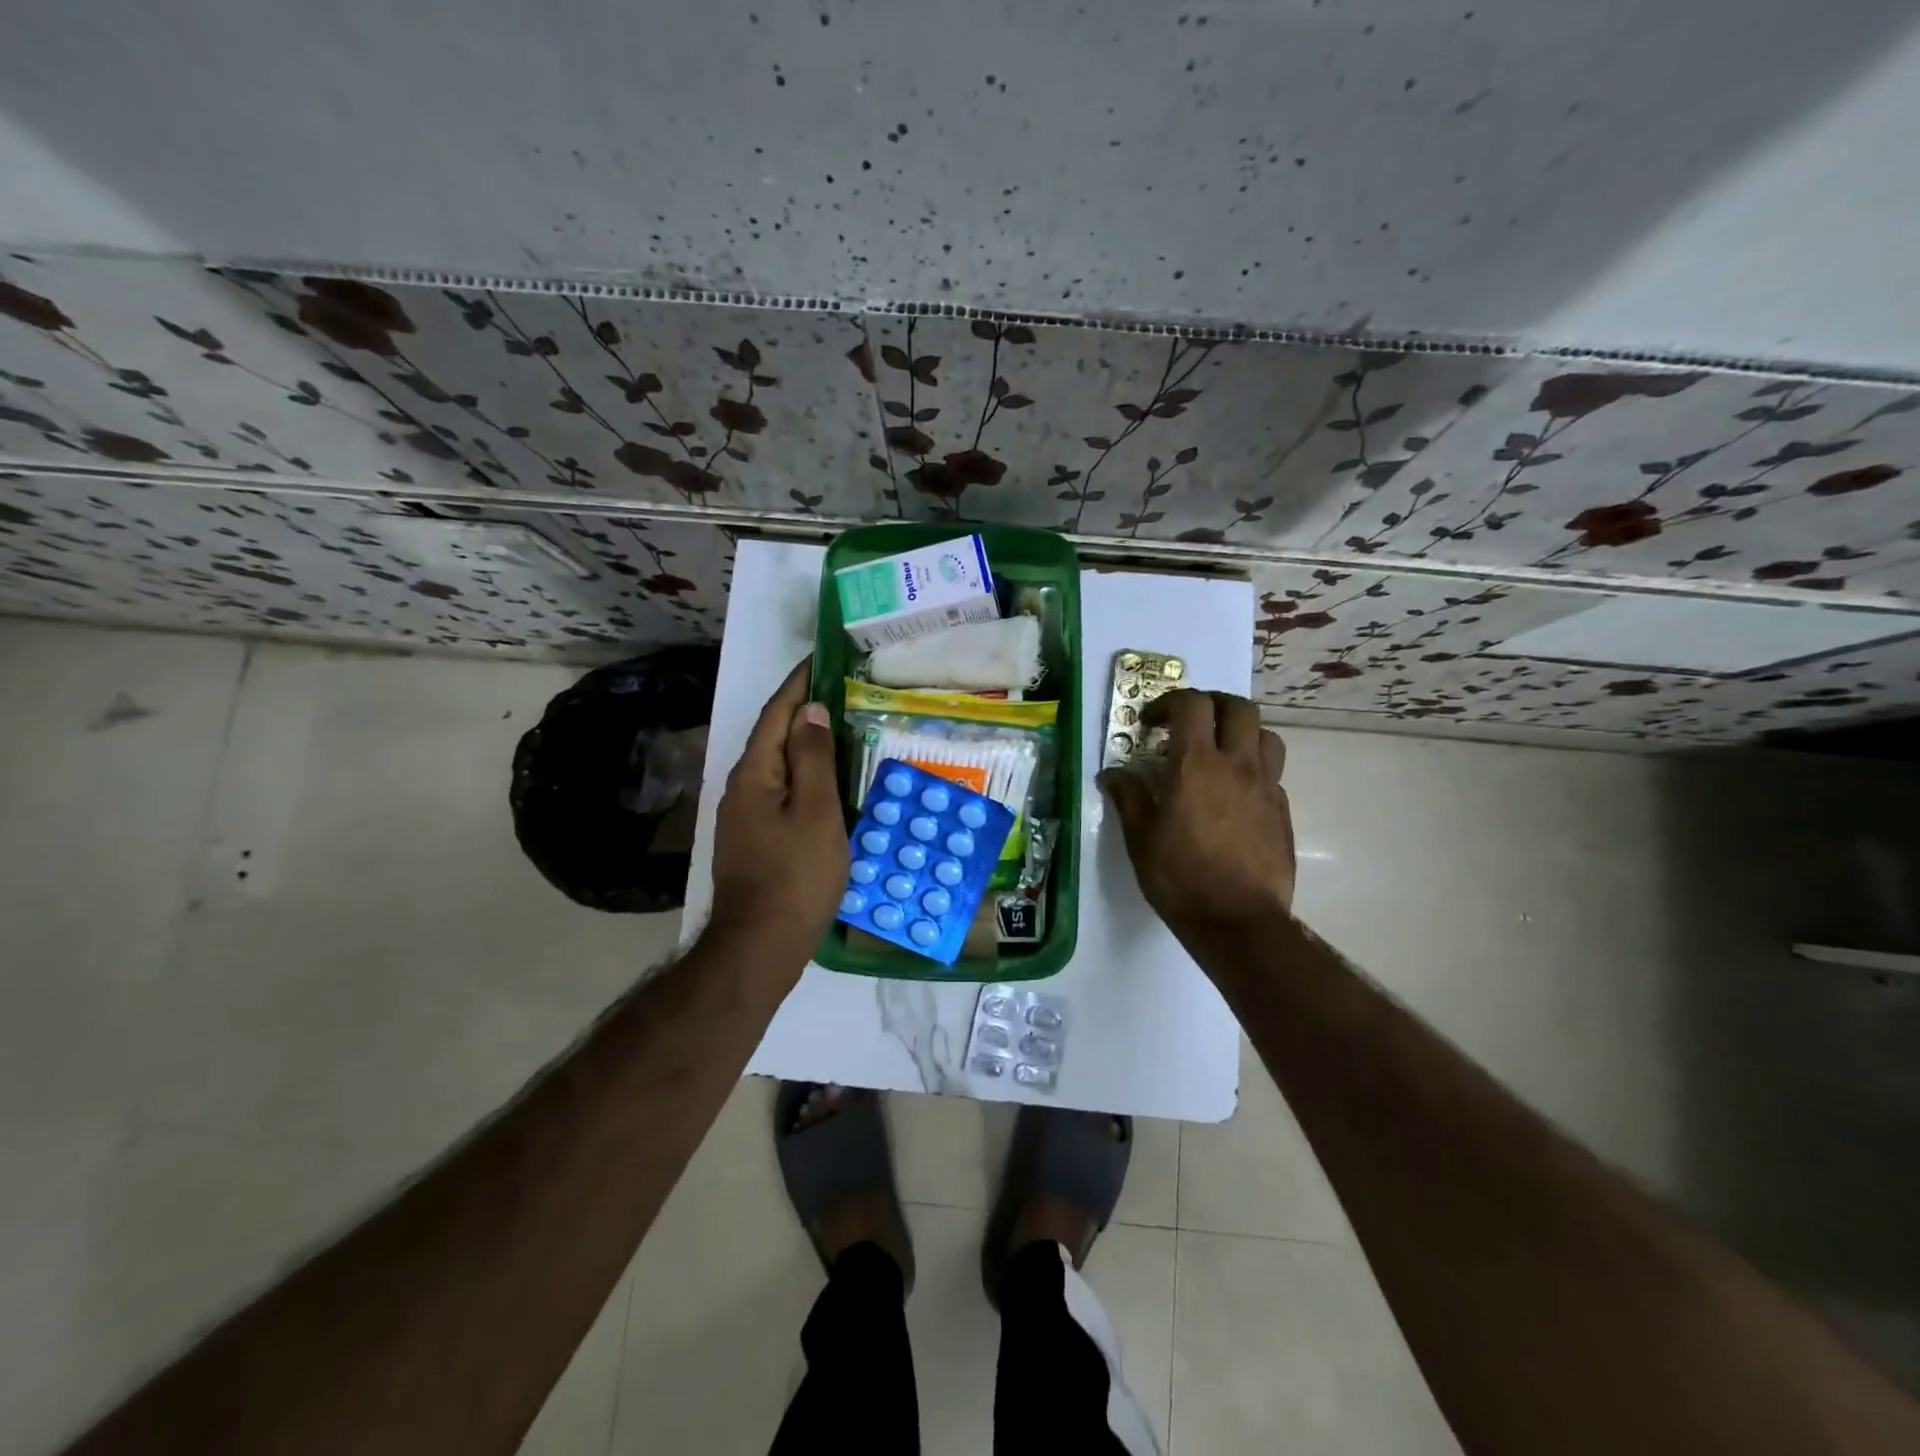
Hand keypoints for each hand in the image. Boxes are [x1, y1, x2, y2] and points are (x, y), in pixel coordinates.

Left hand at [707, 659, 848, 965]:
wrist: (760, 945)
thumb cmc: (796, 875)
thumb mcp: (816, 812)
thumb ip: (813, 758)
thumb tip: (810, 710)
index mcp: (755, 773)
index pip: (777, 713)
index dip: (798, 684)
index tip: (822, 659)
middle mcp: (740, 786)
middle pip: (772, 736)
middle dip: (801, 710)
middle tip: (839, 692)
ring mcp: (742, 815)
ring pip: (776, 765)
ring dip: (802, 742)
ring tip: (837, 729)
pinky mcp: (751, 838)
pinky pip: (778, 790)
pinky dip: (801, 774)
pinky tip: (823, 781)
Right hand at [1099, 690, 1295, 944]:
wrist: (1238, 921)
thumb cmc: (1180, 877)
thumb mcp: (1140, 839)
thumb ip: (1128, 798)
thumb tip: (1112, 775)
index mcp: (1196, 765)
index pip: (1192, 704)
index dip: (1169, 703)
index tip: (1152, 724)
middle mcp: (1237, 765)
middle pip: (1239, 707)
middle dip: (1212, 705)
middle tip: (1190, 724)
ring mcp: (1266, 786)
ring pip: (1265, 734)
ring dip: (1241, 732)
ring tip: (1220, 752)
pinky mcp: (1283, 810)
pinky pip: (1272, 772)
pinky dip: (1253, 768)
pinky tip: (1234, 794)